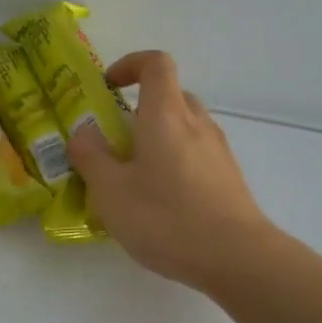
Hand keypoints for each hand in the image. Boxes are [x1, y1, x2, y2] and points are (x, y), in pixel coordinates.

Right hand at [68, 50, 275, 290]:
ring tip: (134, 178)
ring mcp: (218, 151)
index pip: (156, 63)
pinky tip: (161, 203)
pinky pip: (196, 155)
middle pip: (170, 96)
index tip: (108, 88)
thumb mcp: (110, 190)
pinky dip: (175, 163)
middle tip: (114, 141)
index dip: (130, 65)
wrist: (238, 258)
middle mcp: (196, 123)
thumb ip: (90, 157)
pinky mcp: (228, 179)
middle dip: (139, 110)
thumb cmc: (167, 217)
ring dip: (157, 139)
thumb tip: (83, 134)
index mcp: (166, 114)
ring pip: (184, 128)